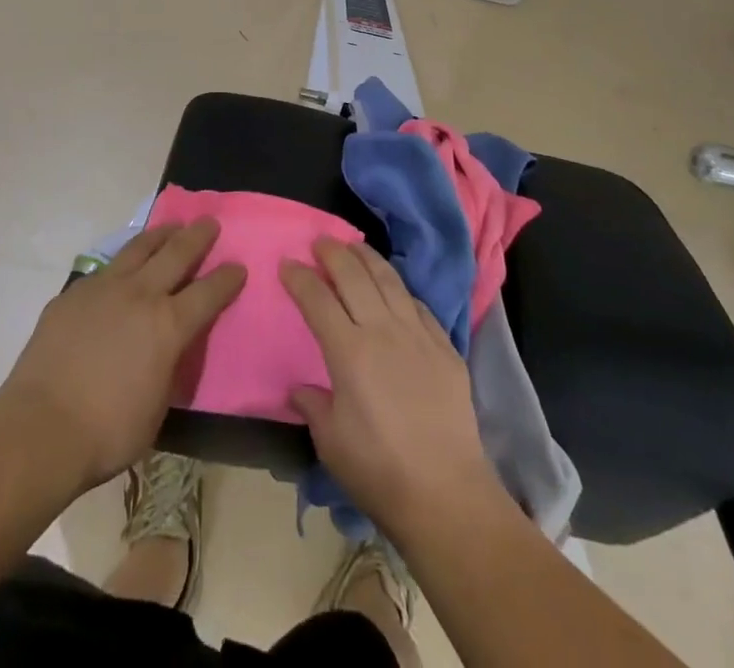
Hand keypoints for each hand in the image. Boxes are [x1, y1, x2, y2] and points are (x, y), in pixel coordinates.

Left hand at [0, 220, 245, 491]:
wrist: (40, 428)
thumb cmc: (107, 432)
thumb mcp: (157, 407)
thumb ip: (168, 368)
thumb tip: (167, 351)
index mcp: (168, 325)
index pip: (208, 292)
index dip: (227, 278)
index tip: (239, 266)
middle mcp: (140, 295)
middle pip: (177, 253)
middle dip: (198, 236)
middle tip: (210, 222)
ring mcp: (103, 289)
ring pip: (139, 248)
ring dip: (160, 235)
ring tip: (172, 228)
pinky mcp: (72, 294)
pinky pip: (105, 270)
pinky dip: (122, 263)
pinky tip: (121, 270)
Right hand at [282, 238, 503, 538]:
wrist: (446, 493)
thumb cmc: (379, 471)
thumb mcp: (331, 443)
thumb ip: (313, 406)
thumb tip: (300, 389)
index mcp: (349, 352)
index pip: (317, 299)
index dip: (299, 277)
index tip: (287, 263)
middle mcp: (382, 331)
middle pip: (354, 276)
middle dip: (333, 253)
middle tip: (320, 241)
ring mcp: (417, 335)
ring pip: (389, 280)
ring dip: (368, 257)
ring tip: (354, 245)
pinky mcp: (445, 347)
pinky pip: (418, 304)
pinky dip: (400, 288)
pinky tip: (394, 286)